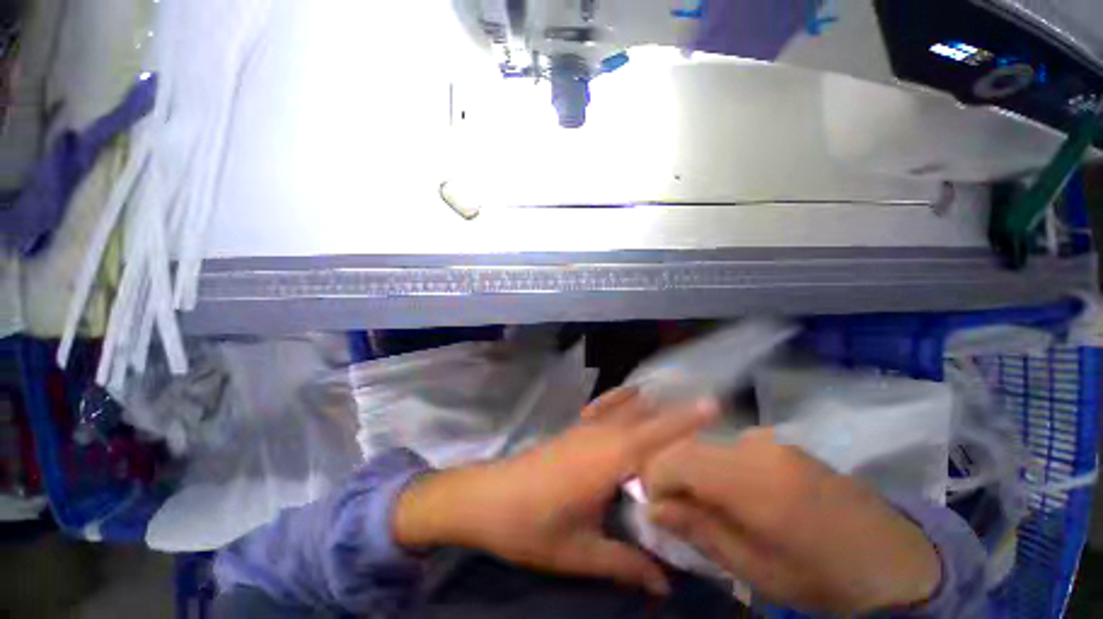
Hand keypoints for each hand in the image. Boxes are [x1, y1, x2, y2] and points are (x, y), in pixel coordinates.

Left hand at [393, 388, 717, 595]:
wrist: (486, 499)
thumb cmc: (530, 527)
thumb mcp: (578, 552)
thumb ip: (623, 563)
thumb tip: (665, 584)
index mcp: (605, 463)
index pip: (653, 437)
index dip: (684, 420)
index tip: (714, 406)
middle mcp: (598, 437)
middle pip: (644, 419)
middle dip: (677, 415)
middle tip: (710, 417)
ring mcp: (583, 429)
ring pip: (625, 410)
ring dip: (653, 406)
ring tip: (682, 405)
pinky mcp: (573, 429)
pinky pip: (602, 407)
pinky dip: (620, 397)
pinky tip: (632, 393)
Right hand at [642, 429, 941, 614]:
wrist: (896, 559)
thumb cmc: (824, 577)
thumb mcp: (757, 570)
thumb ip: (700, 530)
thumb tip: (653, 507)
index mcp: (752, 479)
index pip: (676, 459)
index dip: (654, 479)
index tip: (655, 508)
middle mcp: (755, 444)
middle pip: (687, 446)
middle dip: (669, 474)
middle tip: (675, 510)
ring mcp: (768, 438)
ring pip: (704, 444)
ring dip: (692, 471)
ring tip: (705, 506)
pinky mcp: (777, 441)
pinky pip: (726, 446)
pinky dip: (714, 466)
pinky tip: (732, 494)